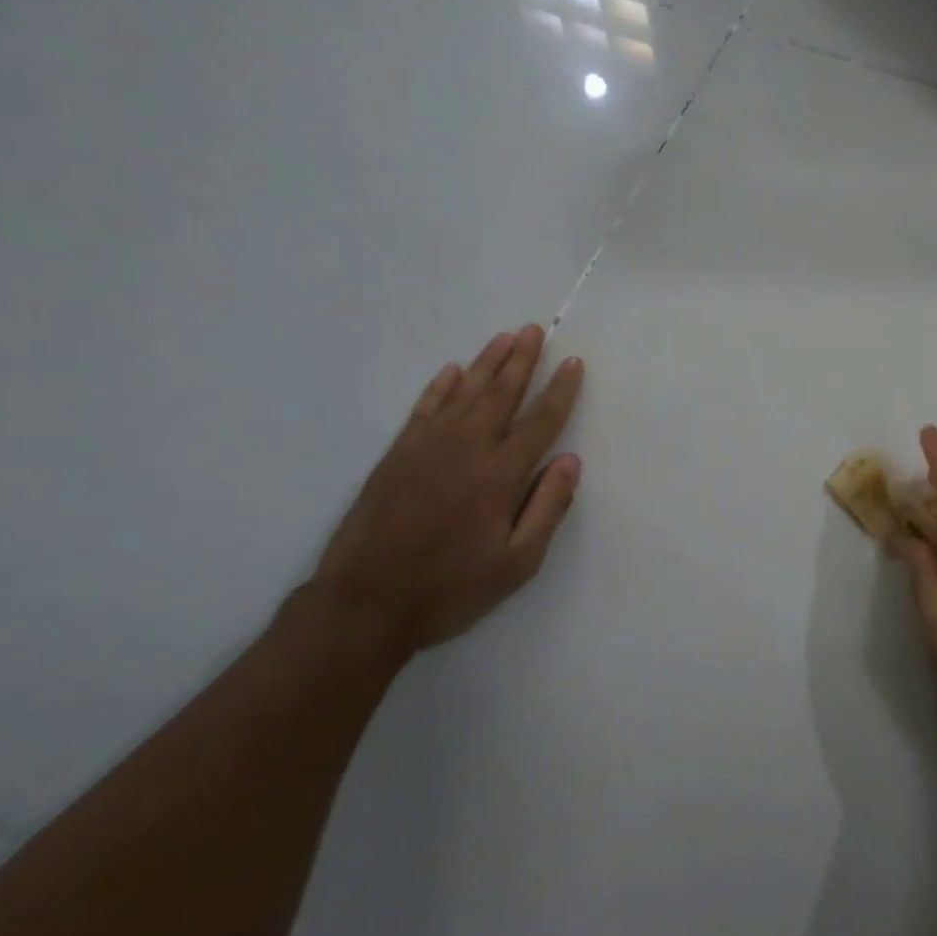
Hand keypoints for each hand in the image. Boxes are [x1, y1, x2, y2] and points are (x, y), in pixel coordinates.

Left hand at [305, 324, 584, 657]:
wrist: (362, 605)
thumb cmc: (449, 588)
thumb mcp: (516, 564)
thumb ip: (547, 508)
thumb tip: (570, 460)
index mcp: (499, 475)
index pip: (540, 421)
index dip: (560, 391)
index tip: (574, 363)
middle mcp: (466, 449)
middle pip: (501, 394)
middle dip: (523, 360)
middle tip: (536, 329)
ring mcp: (427, 448)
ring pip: (465, 392)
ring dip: (487, 363)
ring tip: (505, 337)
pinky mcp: (397, 456)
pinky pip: (424, 408)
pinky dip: (440, 386)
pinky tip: (452, 371)